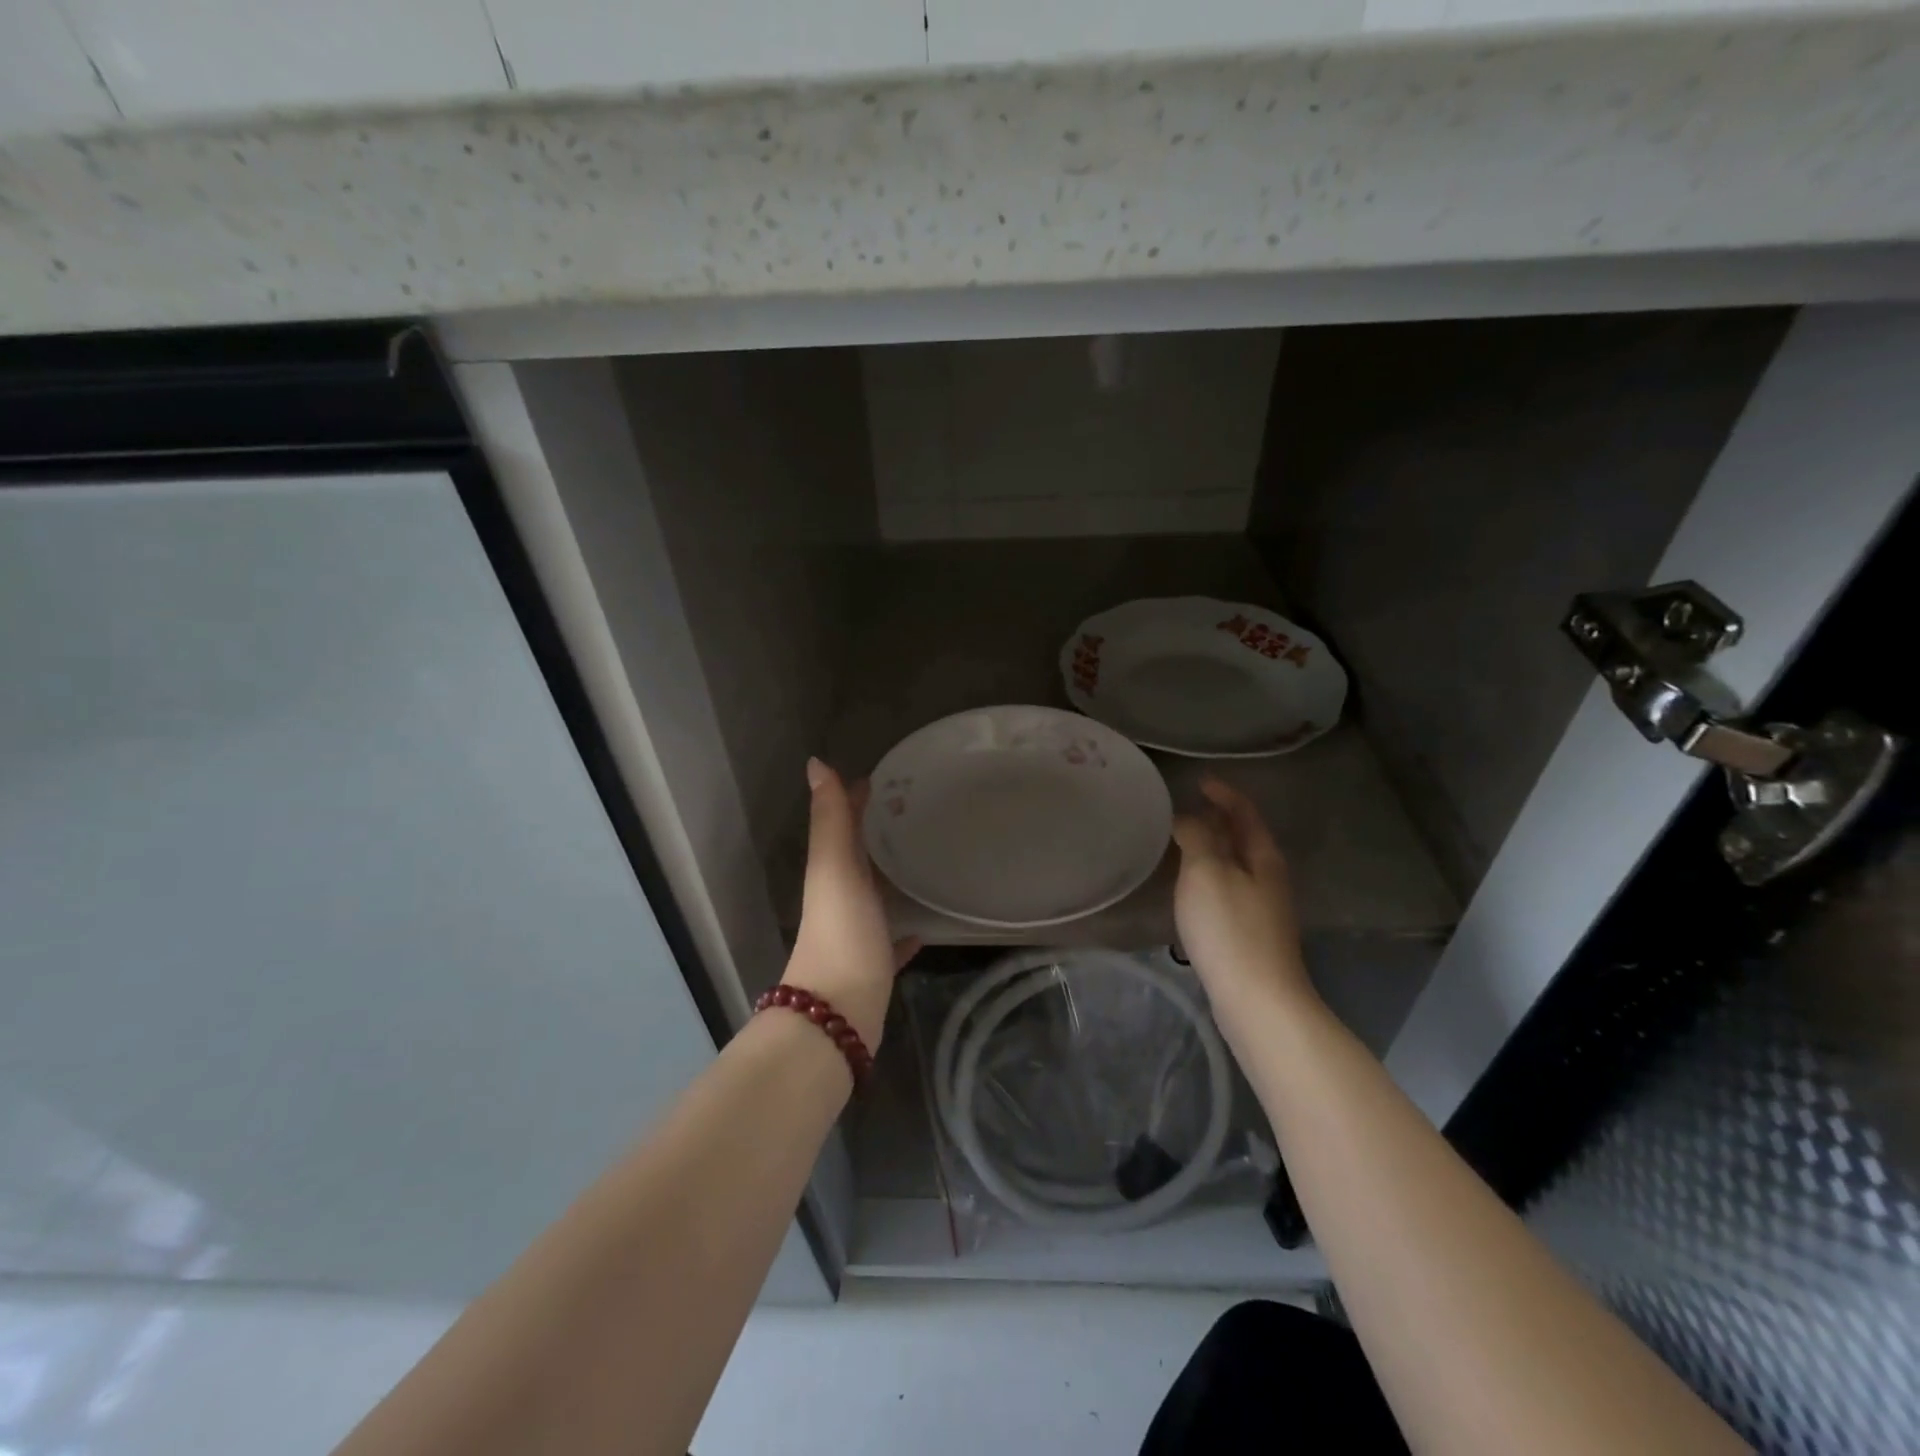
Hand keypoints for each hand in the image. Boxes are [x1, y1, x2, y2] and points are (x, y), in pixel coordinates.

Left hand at [783, 758, 919, 1050]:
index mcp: (832, 872)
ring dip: (893, 876)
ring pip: (877, 894)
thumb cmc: (841, 932)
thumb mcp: (835, 868)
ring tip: (930, 857)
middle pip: (861, 856)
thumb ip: (829, 819)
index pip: (845, 823)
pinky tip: (927, 923)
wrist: (838, 1013)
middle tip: (924, 811)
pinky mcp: (876, 964)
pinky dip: (906, 928)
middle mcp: (842, 897)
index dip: (861, 797)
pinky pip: (894, 938)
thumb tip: (816, 762)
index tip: (895, 776)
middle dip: (883, 833)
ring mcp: (858, 932)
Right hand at [1171, 777, 1317, 1037]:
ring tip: (1182, 842)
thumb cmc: (1230, 928)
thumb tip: (1188, 819)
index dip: (1223, 793)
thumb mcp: (1206, 871)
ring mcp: (1263, 909)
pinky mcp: (1250, 934)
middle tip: (1185, 808)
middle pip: (1244, 838)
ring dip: (1213, 849)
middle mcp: (1269, 878)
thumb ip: (1197, 837)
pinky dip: (1209, 876)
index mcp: (1263, 857)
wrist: (1256, 999)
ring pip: (1236, 865)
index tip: (1198, 781)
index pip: (1245, 812)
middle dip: (1218, 820)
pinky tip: (1190, 888)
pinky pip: (1228, 890)